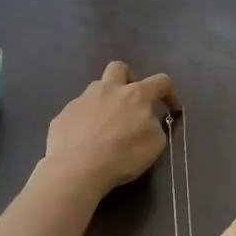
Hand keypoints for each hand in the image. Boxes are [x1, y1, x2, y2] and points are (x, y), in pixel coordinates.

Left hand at [42, 62, 179, 195]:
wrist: (76, 168)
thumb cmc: (122, 155)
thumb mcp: (155, 144)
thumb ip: (155, 125)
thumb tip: (149, 119)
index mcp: (136, 95)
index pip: (160, 81)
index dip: (170, 92)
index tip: (172, 108)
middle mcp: (108, 89)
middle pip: (119, 68)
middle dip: (128, 78)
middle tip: (130, 99)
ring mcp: (82, 99)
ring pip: (96, 89)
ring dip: (104, 101)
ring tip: (105, 125)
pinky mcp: (63, 114)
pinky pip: (78, 111)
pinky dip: (85, 121)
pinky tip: (84, 139)